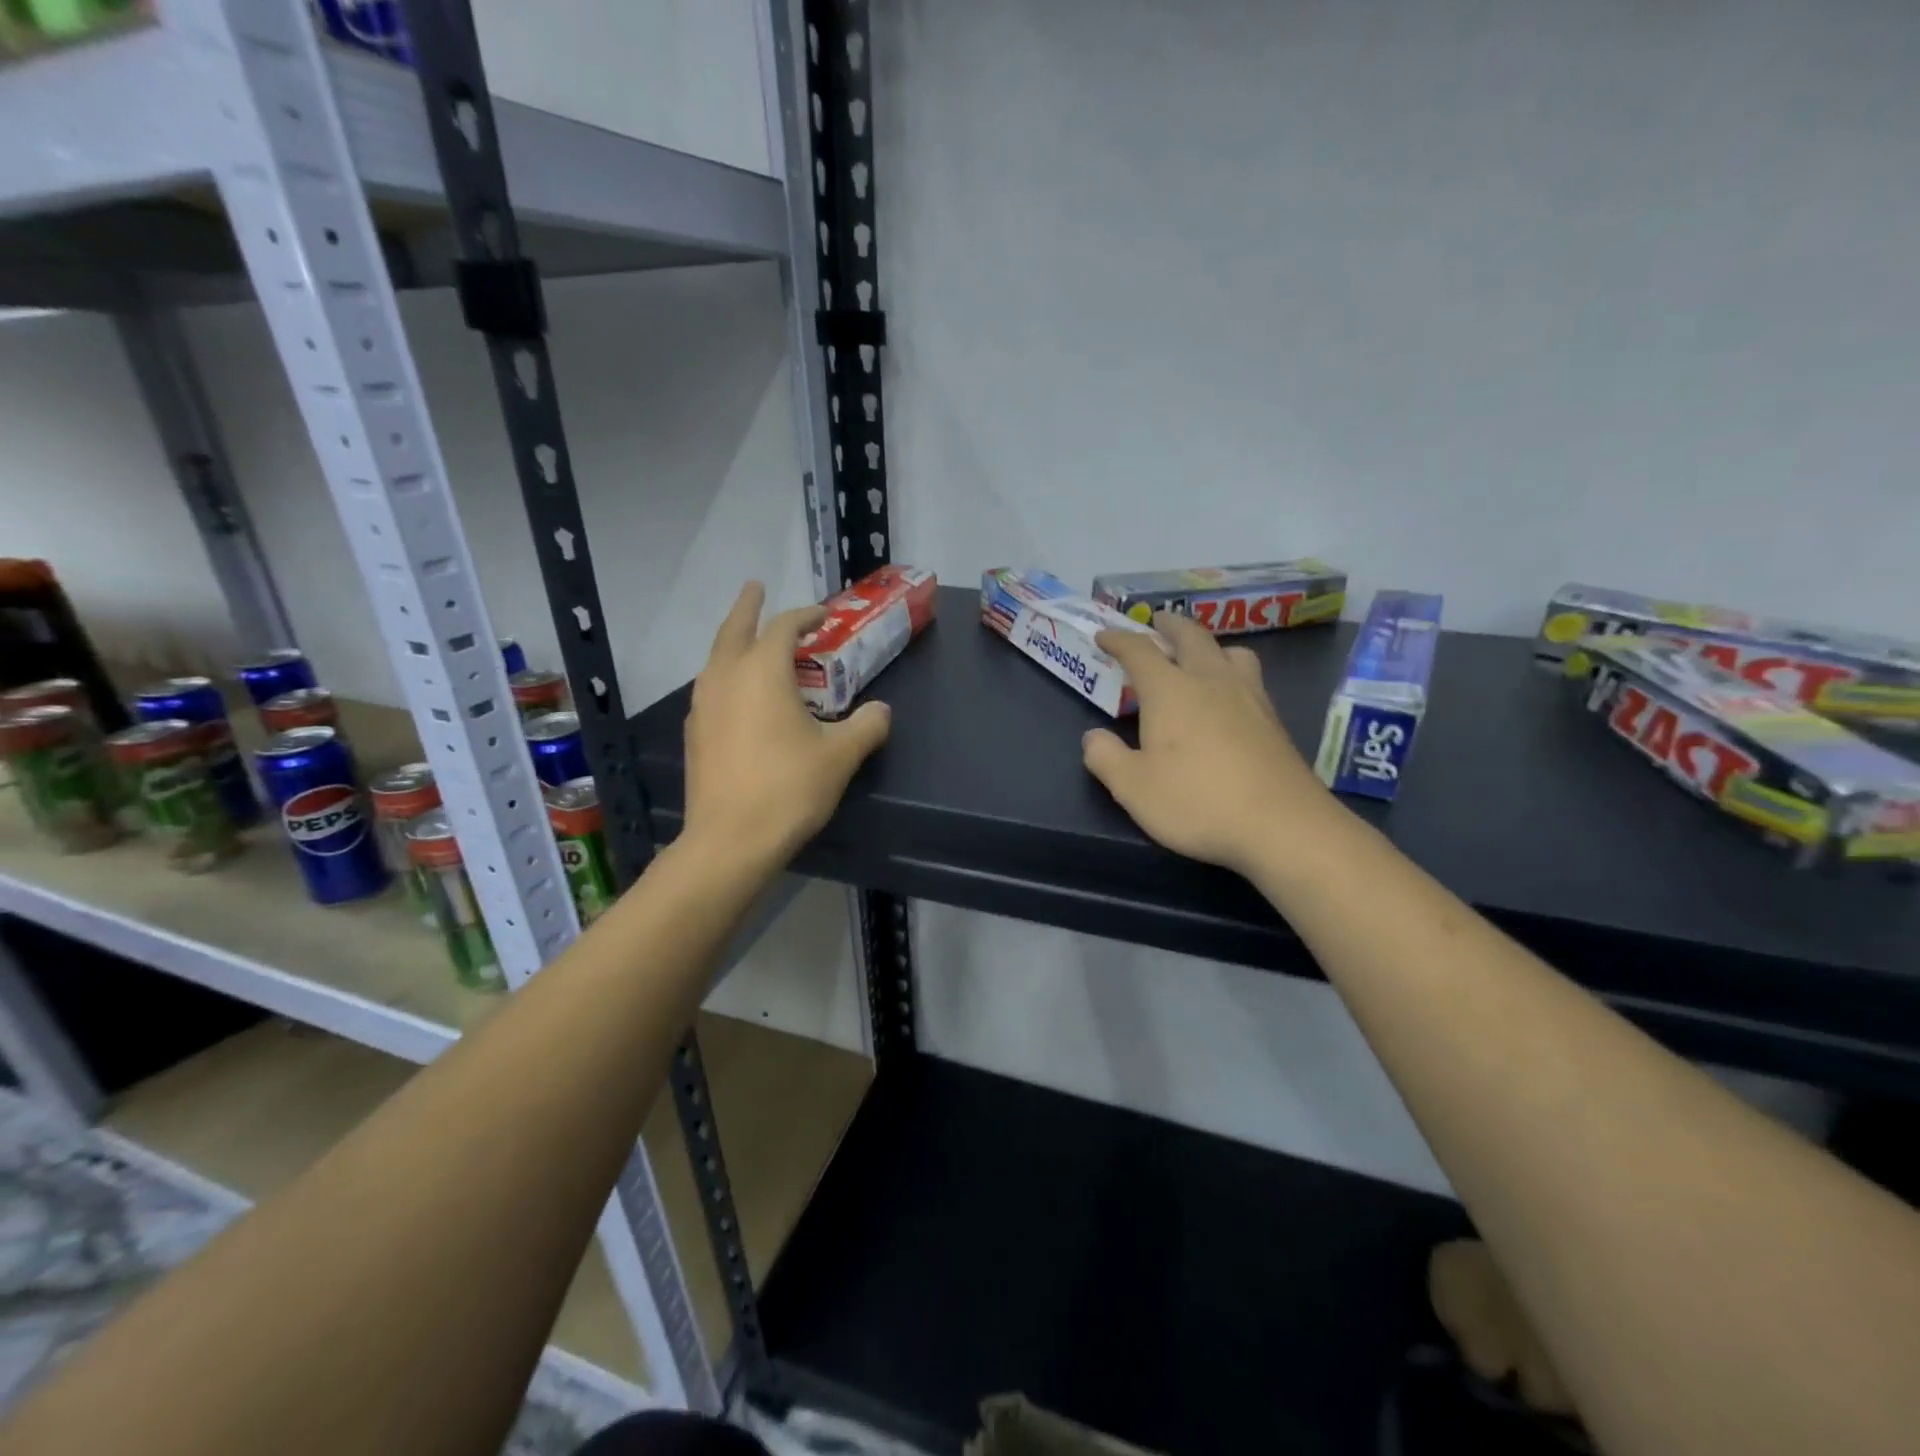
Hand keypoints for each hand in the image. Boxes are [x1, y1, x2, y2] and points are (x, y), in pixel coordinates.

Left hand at [682, 582, 890, 867]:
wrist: (730, 840)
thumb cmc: (789, 788)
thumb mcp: (840, 755)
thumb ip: (867, 725)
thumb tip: (881, 711)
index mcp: (762, 671)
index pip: (784, 627)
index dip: (806, 615)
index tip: (824, 615)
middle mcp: (726, 677)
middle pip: (734, 628)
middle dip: (748, 606)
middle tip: (755, 587)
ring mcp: (703, 705)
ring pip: (716, 658)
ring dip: (734, 641)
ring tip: (749, 641)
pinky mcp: (695, 733)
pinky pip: (711, 688)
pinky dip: (726, 675)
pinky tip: (739, 696)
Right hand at [1083, 613, 1333, 875]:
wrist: (1282, 825)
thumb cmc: (1197, 801)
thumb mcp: (1133, 788)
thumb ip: (1106, 758)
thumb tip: (1093, 737)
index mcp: (1171, 690)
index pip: (1140, 651)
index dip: (1119, 640)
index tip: (1104, 636)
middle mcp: (1211, 681)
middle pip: (1191, 637)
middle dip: (1169, 626)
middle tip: (1157, 622)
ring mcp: (1249, 697)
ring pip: (1229, 652)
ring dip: (1209, 645)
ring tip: (1200, 655)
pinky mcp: (1273, 720)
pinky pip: (1249, 677)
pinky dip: (1231, 671)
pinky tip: (1229, 696)